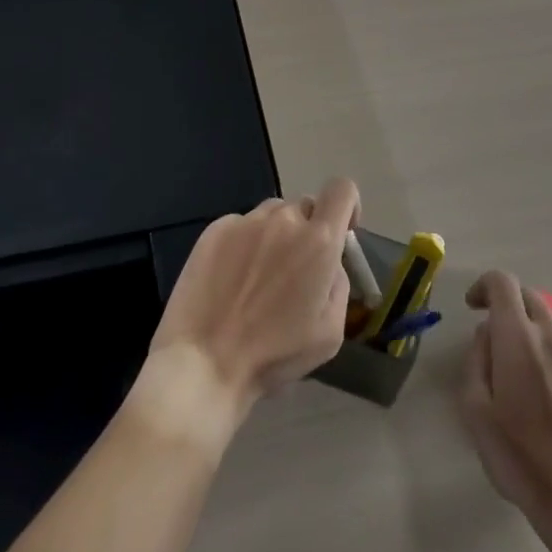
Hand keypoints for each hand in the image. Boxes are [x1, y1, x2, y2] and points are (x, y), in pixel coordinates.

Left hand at [149, 178, 358, 412]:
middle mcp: (284, 219)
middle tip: (295, 270)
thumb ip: (338, 284)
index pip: (342, 190)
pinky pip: (242, 225)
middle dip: (308, 231)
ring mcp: (246, 221)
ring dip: (276, 234)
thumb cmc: (275, 354)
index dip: (347, 205)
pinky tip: (232, 277)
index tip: (342, 231)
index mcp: (318, 241)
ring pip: (273, 214)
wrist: (204, 362)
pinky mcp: (215, 229)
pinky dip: (245, 242)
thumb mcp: (330, 331)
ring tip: (260, 275)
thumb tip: (330, 262)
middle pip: (305, 207)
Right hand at [458, 270, 551, 538]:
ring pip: (549, 324)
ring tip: (518, 372)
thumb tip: (487, 334)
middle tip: (492, 336)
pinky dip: (549, 354)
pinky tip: (545, 394)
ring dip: (529, 331)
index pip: (502, 282)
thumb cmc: (520, 456)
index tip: (473, 307)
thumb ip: (476, 360)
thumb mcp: (476, 410)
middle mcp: (551, 336)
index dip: (483, 286)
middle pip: (528, 296)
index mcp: (518, 337)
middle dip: (507, 304)